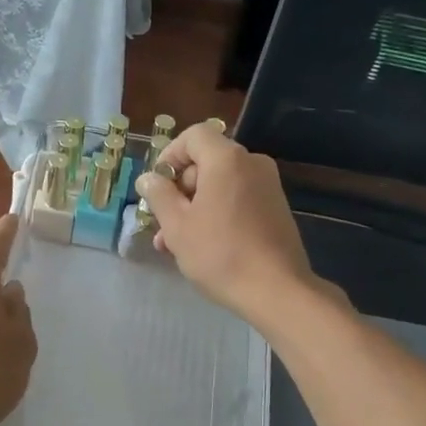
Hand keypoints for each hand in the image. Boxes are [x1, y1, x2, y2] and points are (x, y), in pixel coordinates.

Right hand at [134, 122, 320, 324]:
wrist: (276, 290)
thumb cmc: (220, 254)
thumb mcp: (177, 226)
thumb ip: (159, 196)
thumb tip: (149, 178)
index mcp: (227, 160)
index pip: (193, 136)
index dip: (169, 156)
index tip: (156, 186)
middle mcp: (252, 164)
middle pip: (206, 163)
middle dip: (179, 191)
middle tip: (161, 224)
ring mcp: (268, 187)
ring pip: (220, 186)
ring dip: (194, 208)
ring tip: (174, 244)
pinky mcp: (276, 209)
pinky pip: (238, 200)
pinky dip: (217, 214)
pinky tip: (202, 247)